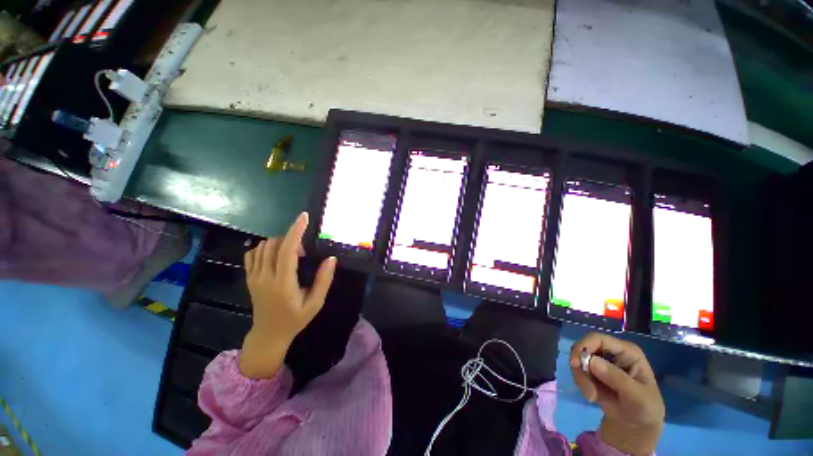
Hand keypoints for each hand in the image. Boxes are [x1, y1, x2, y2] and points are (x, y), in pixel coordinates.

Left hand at [239, 212, 336, 378]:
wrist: (268, 335)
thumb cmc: (295, 319)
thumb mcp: (316, 303)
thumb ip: (324, 280)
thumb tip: (331, 258)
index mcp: (283, 283)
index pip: (287, 249)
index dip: (296, 231)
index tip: (304, 217)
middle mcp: (265, 276)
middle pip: (274, 244)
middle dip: (291, 239)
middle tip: (302, 254)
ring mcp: (254, 277)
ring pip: (262, 246)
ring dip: (279, 243)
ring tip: (290, 256)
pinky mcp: (249, 278)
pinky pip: (252, 253)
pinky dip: (264, 248)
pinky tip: (275, 256)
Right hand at [570, 333, 664, 454]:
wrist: (638, 425)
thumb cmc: (645, 409)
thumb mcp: (637, 397)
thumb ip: (617, 379)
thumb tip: (591, 361)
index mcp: (626, 352)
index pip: (598, 338)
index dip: (585, 346)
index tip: (578, 365)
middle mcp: (611, 353)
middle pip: (584, 347)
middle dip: (580, 366)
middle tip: (585, 388)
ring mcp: (600, 362)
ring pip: (578, 359)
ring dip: (580, 377)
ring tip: (590, 397)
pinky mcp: (593, 373)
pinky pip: (578, 371)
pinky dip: (580, 382)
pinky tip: (590, 396)